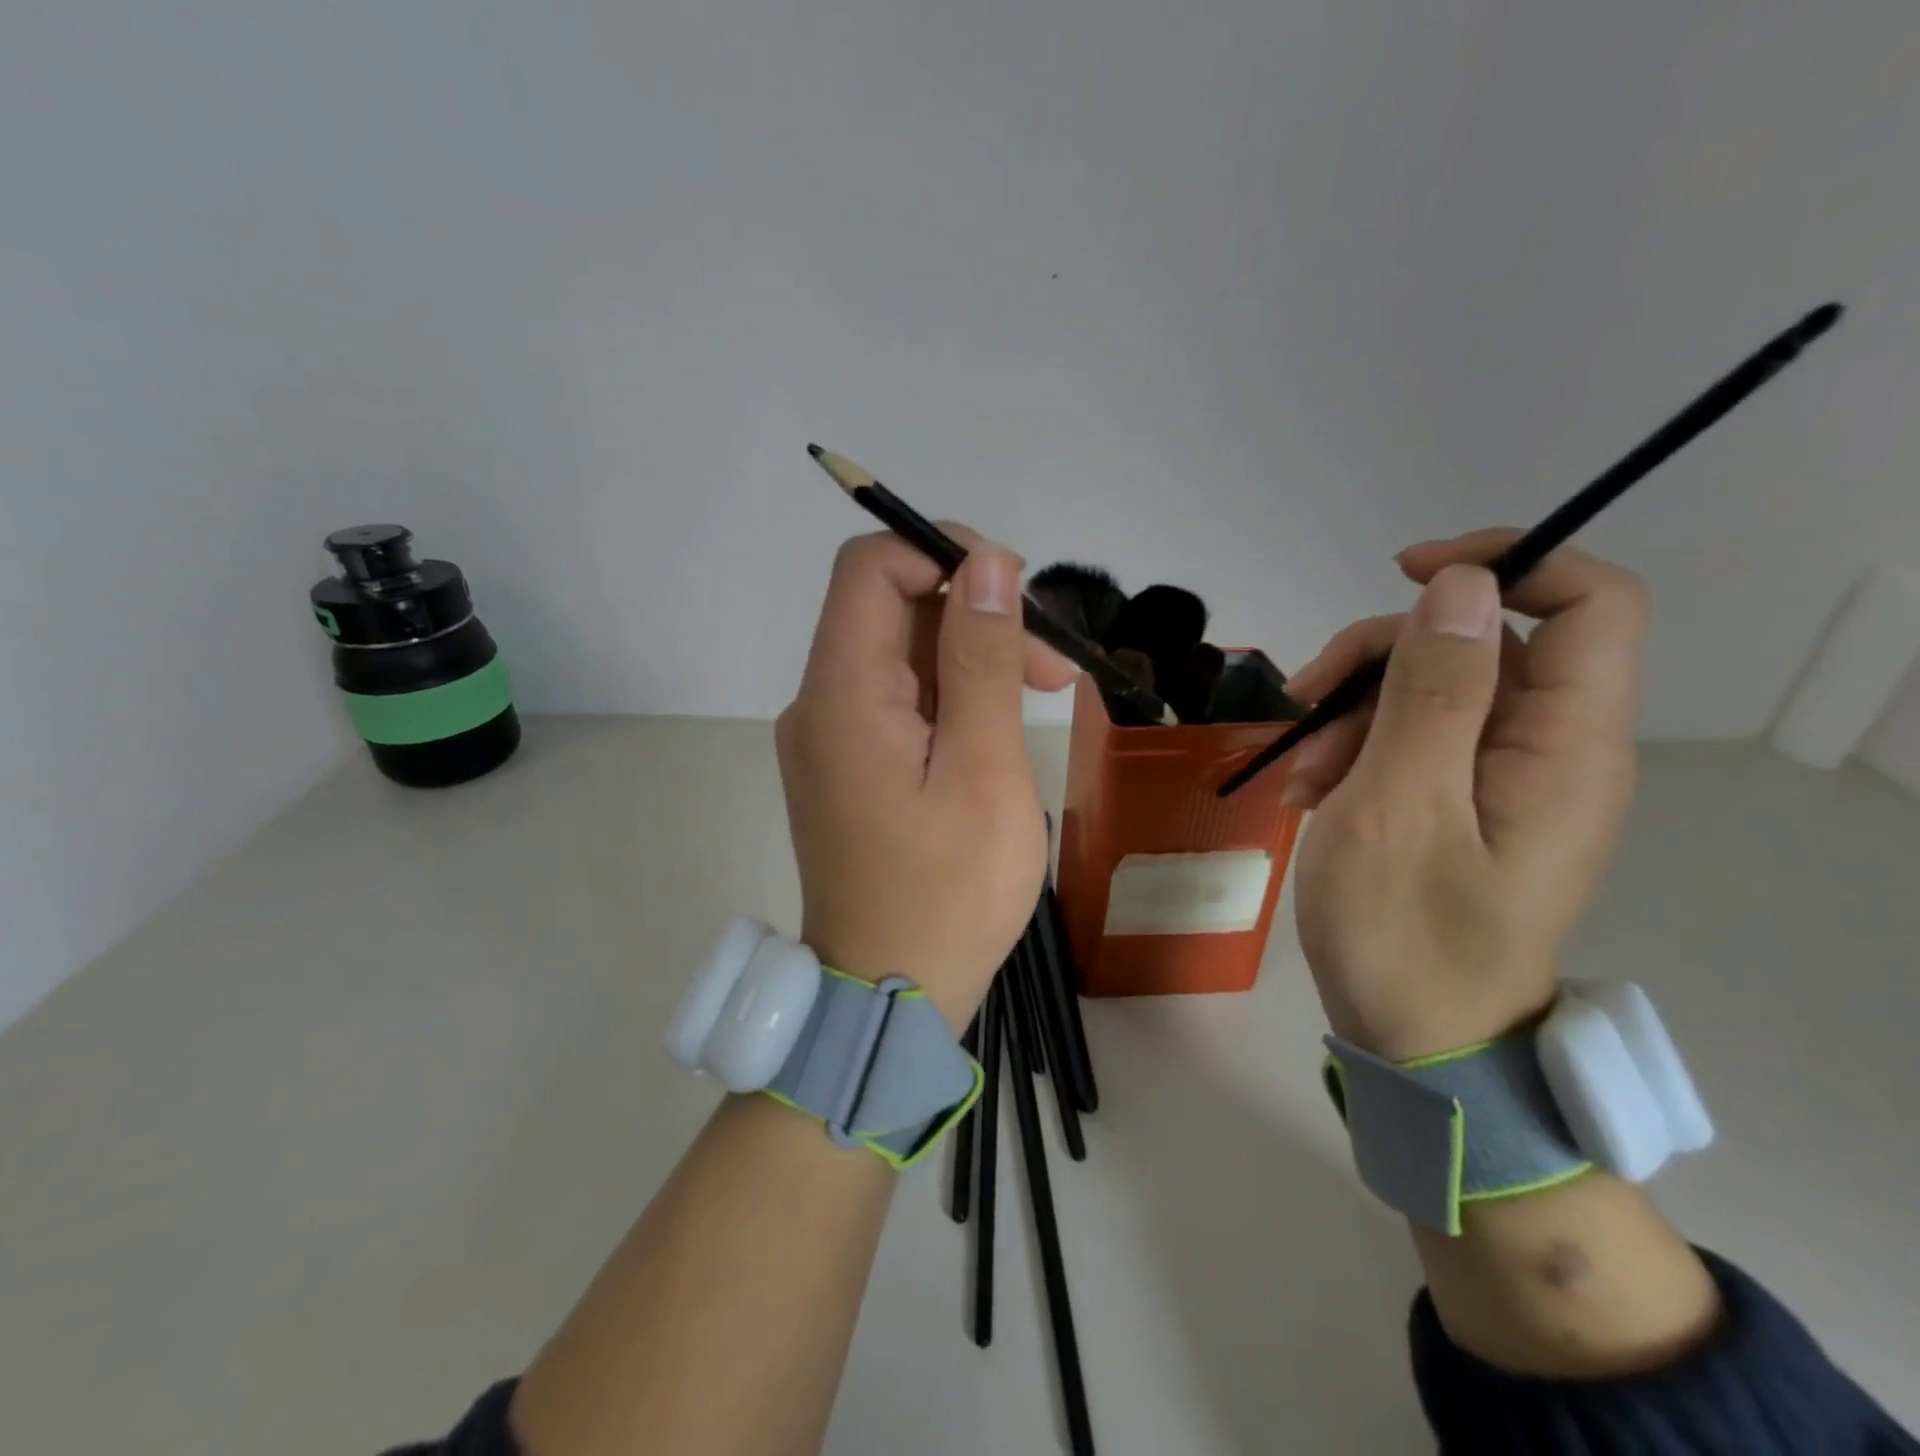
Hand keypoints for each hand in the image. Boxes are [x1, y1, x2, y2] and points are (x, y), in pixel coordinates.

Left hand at [777, 529, 1076, 1030]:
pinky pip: (895, 699)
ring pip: (898, 654)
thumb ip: (981, 658)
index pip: (870, 568)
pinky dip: (949, 693)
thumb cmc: (948, 892)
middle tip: (1052, 663)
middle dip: (973, 612)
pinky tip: (995, 725)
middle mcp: (820, 702)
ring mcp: (829, 737)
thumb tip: (985, 562)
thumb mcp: (983, 769)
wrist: (888, 994)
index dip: (940, 552)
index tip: (1015, 589)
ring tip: (1040, 692)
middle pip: (889, 607)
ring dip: (969, 654)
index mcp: (841, 693)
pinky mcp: (847, 766)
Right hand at [1281, 530, 1650, 1061]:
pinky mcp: (1464, 799)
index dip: (1507, 563)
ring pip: (1432, 688)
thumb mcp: (1399, 805)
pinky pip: (1414, 738)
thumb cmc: (1406, 931)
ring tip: (1298, 772)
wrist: (1416, 1039)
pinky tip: (1311, 790)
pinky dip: (1355, 749)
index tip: (1406, 575)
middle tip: (1303, 701)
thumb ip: (1433, 692)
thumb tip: (1460, 588)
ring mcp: (1504, 776)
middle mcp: (1549, 748)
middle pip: (1482, 642)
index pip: (1592, 602)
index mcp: (1564, 744)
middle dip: (1380, 656)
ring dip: (1352, 711)